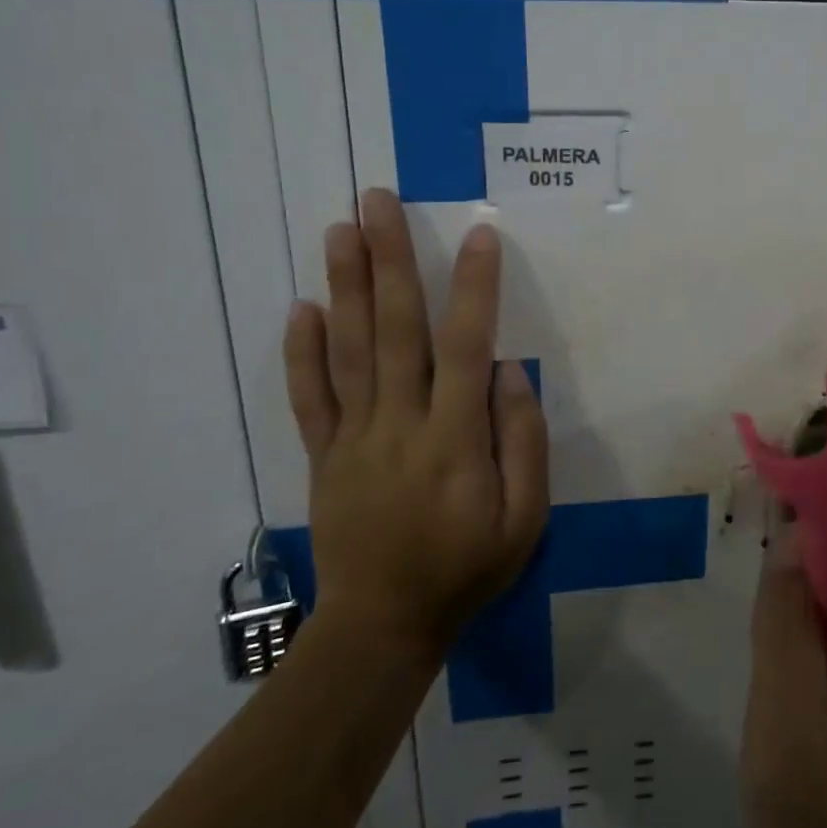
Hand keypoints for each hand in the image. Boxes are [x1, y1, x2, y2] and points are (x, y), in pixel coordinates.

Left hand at [283, 189, 548, 659]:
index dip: (475, 287)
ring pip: (348, 349)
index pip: (466, 346)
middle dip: (389, 259)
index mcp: (454, 438)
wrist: (383, 626)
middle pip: (394, 329)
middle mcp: (400, 422)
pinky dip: (302, 350)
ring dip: (344, 285)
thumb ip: (523, 441)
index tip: (480, 235)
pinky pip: (310, 396)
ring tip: (339, 229)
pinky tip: (301, 307)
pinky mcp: (323, 454)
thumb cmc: (467, 569)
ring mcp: (354, 436)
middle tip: (377, 201)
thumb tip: (508, 370)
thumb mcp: (525, 519)